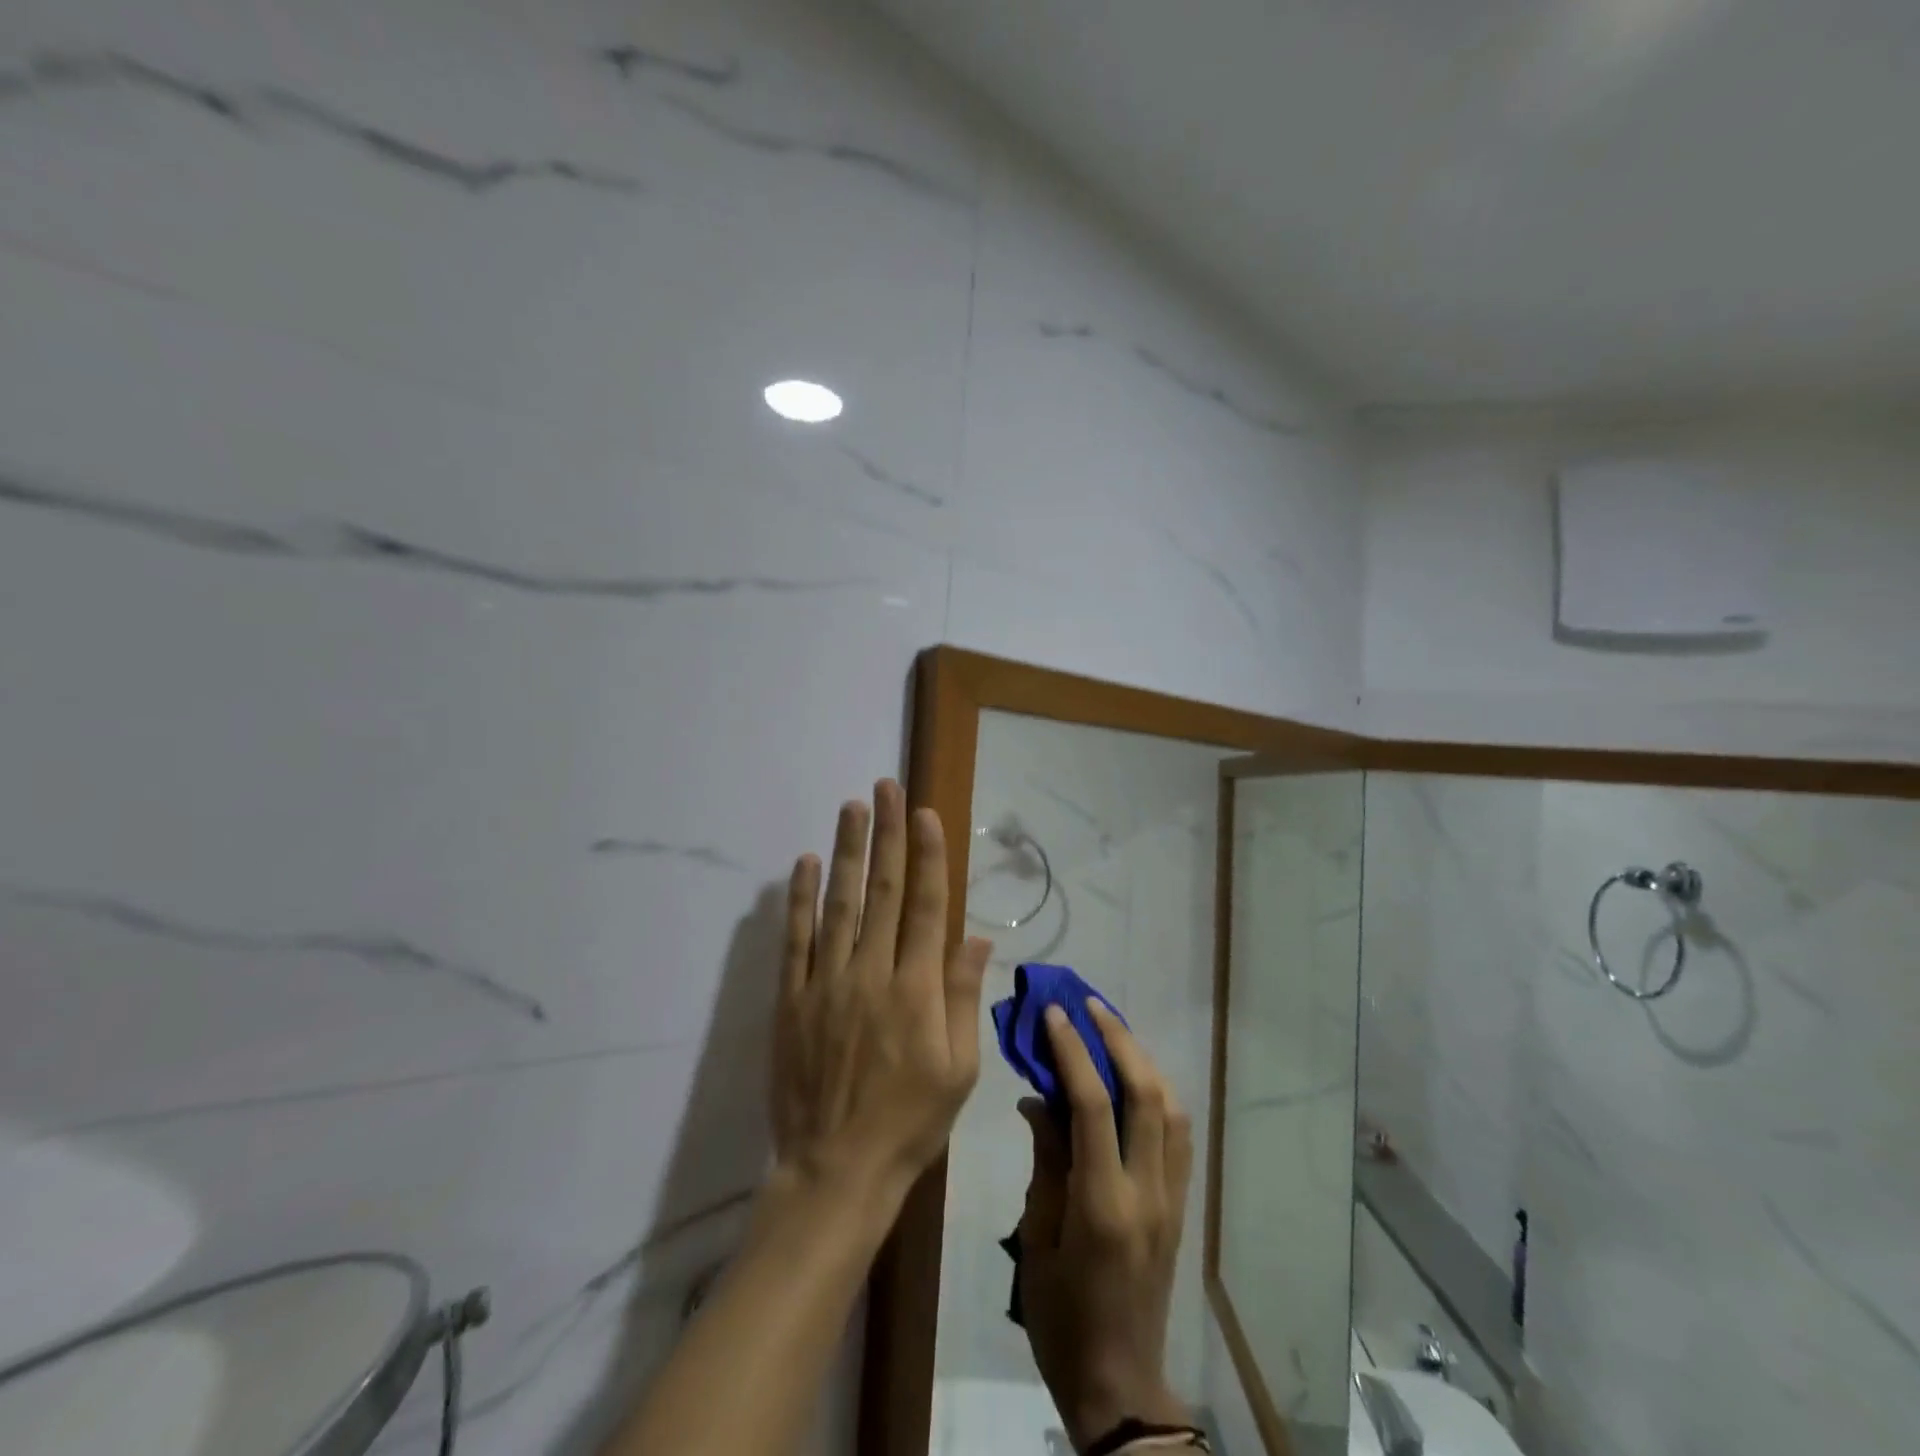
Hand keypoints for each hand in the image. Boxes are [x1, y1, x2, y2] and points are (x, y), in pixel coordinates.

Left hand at [770, 780, 993, 1201]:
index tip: (924, 813)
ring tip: (851, 807)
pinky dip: (799, 899)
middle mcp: (872, 973)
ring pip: (839, 904)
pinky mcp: (792, 999)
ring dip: (846, 852)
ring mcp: (827, 983)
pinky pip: (796, 940)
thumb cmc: (910, 1121)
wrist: (837, 1169)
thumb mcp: (959, 1068)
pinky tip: (803, 863)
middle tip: (886, 787)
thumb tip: (976, 936)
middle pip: (883, 891)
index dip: (928, 855)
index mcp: (917, 989)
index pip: (926, 906)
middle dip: (887, 835)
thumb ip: (964, 996)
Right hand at [1017, 1001, 1194, 1450]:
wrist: (1118, 1381)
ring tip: (1112, 1030)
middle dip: (1118, 1040)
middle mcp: (1147, 1192)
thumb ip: (1045, 1161)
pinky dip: (1159, 1094)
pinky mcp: (1181, 1205)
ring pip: (1172, 1109)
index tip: (1054, 1014)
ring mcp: (1172, 1198)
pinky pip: (1179, 1136)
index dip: (1073, 1051)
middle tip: (1089, 1005)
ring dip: (1143, 1060)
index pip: (1093, 1106)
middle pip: (1146, 1096)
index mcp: (1103, 1204)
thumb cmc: (1061, 1314)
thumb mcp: (1036, 1238)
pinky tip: (1136, 1078)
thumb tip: (1038, 1098)